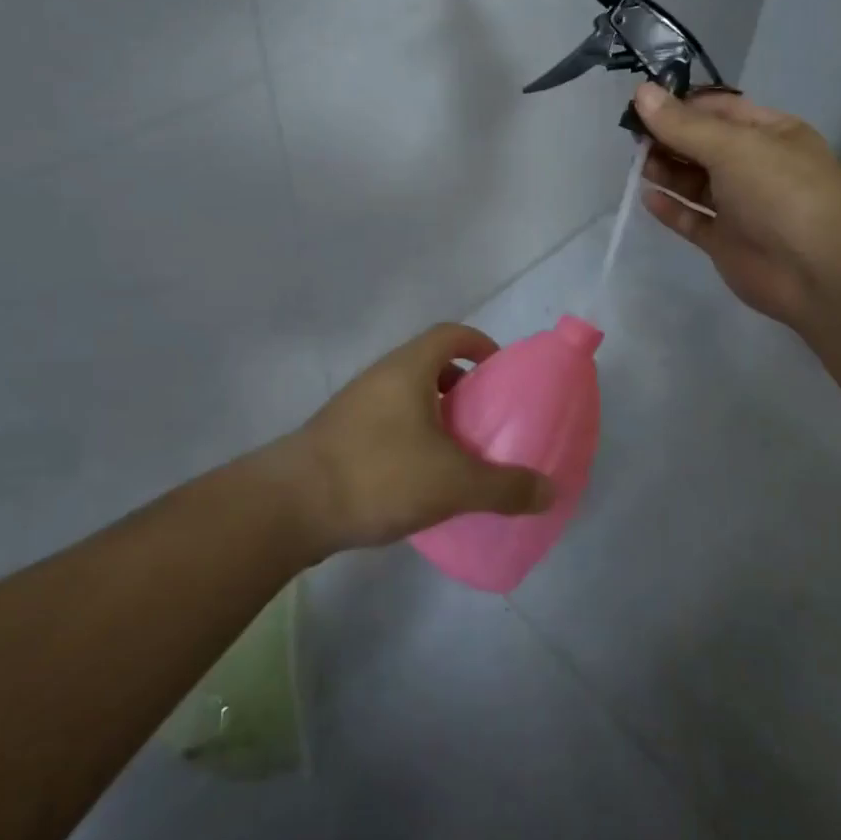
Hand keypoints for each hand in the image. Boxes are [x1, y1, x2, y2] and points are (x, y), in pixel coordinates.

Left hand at [286, 323, 554, 554]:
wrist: (291, 506)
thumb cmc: (378, 474)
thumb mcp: (453, 483)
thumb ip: (504, 487)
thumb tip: (549, 491)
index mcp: (409, 369)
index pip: (451, 334)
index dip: (481, 344)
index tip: (501, 373)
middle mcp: (381, 377)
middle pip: (430, 365)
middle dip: (463, 387)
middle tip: (486, 420)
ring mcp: (355, 406)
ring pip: (407, 397)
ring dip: (436, 416)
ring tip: (459, 453)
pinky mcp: (340, 437)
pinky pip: (388, 424)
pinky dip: (412, 439)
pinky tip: (421, 479)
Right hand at [634, 83, 840, 328]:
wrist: (817, 271)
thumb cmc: (781, 192)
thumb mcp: (733, 146)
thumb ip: (683, 124)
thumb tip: (641, 92)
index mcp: (769, 133)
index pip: (719, 109)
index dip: (681, 105)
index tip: (642, 105)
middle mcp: (755, 166)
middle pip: (703, 145)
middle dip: (669, 138)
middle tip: (634, 139)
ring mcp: (740, 206)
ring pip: (696, 182)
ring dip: (667, 171)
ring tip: (639, 166)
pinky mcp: (725, 241)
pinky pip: (693, 219)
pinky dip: (671, 208)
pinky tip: (648, 198)